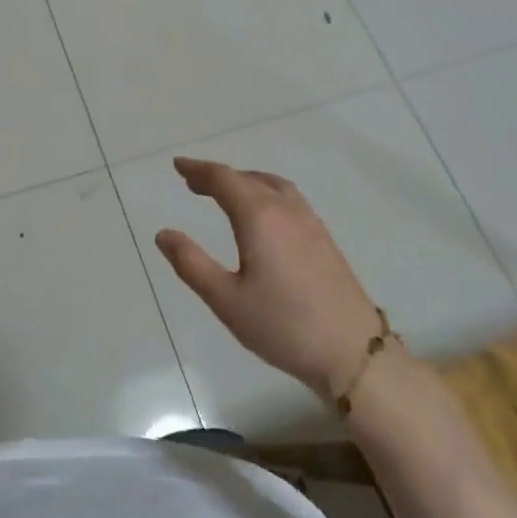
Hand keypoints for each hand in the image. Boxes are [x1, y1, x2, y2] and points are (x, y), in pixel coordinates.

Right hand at [154, 157, 389, 399]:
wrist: (352, 352)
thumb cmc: (282, 326)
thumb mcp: (225, 299)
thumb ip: (191, 263)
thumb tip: (164, 234)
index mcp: (259, 218)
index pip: (224, 180)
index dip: (198, 170)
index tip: (178, 165)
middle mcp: (286, 210)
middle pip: (248, 179)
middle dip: (218, 176)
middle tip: (192, 181)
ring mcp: (310, 223)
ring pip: (273, 186)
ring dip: (245, 181)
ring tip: (225, 192)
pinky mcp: (324, 240)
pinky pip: (289, 199)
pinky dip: (266, 192)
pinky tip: (263, 214)